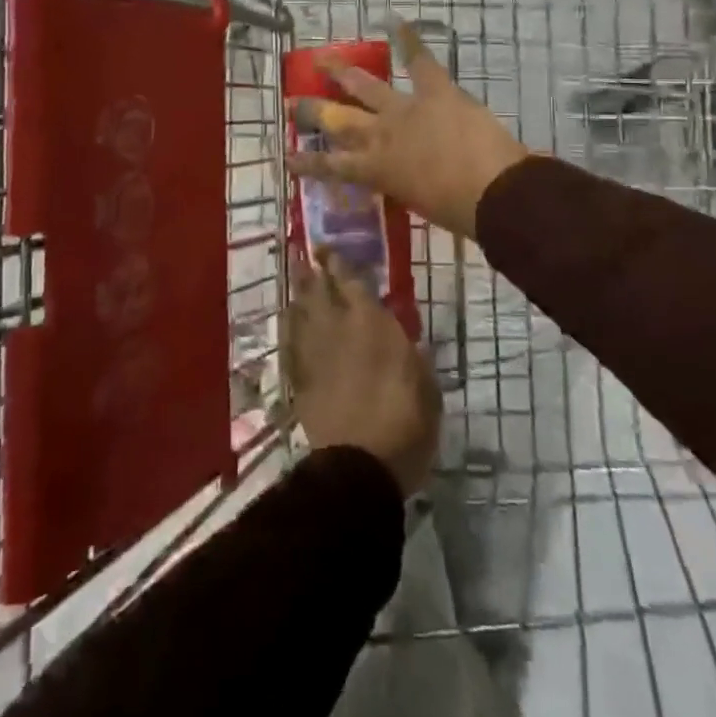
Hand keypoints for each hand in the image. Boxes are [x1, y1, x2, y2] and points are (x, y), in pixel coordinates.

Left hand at [282, 252, 440, 497]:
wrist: (358, 467)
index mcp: (372, 323)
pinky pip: (289, 340)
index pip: (351, 280)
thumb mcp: (426, 386)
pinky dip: (289, 325)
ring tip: (298, 277)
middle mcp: (337, 327)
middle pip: (318, 288)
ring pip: (300, 310)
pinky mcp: (298, 377)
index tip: (331, 249)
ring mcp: (313, 352)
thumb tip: (400, 336)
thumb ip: (410, 354)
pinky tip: (289, 318)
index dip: (340, 262)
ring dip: (299, 291)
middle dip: (313, 268)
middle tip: (307, 252)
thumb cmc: (405, 424)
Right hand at [288, 21, 528, 239]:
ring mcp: (404, 108)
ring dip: (341, 72)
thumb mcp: (415, 203)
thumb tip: (400, 180)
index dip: (306, 163)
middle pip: (337, 120)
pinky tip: (394, 19)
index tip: (287, 157)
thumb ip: (401, 187)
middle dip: (312, 110)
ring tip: (322, 58)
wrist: (493, 192)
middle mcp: (380, 136)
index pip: (330, 167)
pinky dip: (409, 38)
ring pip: (364, 86)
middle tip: (293, 102)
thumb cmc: (457, 211)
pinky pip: (418, 60)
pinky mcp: (435, 90)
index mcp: (375, 170)